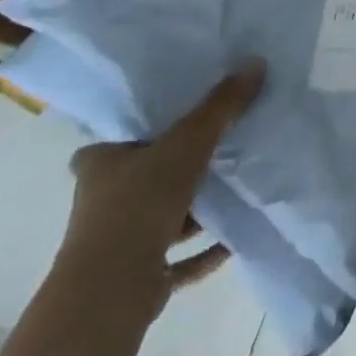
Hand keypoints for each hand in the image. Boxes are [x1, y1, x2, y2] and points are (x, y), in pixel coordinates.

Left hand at [60, 65, 264, 299]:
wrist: (110, 292)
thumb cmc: (139, 204)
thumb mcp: (188, 142)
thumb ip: (221, 106)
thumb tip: (255, 63)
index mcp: (100, 166)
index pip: (111, 142)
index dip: (138, 131)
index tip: (173, 122)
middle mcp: (101, 203)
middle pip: (143, 177)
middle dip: (177, 168)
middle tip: (219, 146)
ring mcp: (117, 245)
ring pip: (162, 217)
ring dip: (195, 209)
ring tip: (236, 188)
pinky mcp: (138, 278)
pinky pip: (178, 258)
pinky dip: (204, 249)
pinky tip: (235, 238)